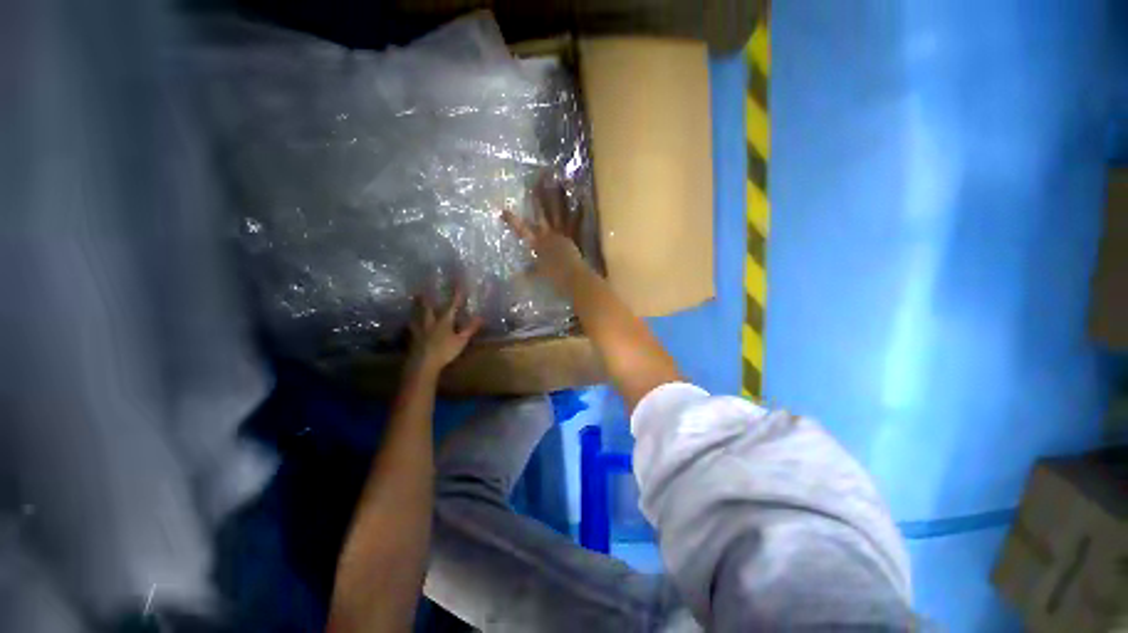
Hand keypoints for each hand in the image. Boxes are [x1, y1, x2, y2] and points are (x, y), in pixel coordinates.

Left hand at [407, 286, 482, 376]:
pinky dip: (412, 321)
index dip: (456, 293)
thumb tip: (481, 317)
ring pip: (417, 314)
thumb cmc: (444, 351)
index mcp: (444, 321)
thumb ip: (470, 328)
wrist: (422, 364)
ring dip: (417, 306)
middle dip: (428, 297)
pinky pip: (412, 326)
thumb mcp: (461, 340)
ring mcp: (419, 329)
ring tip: (415, 299)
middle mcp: (430, 321)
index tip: (458, 281)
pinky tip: (411, 322)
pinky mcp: (413, 338)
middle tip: (425, 287)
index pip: (452, 304)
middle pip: (428, 306)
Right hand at [502, 174, 586, 291]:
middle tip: (538, 178)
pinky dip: (580, 210)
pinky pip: (577, 221)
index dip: (513, 221)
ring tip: (559, 180)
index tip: (503, 210)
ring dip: (559, 196)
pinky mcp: (575, 235)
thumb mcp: (539, 275)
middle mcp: (549, 234)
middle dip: (539, 196)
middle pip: (542, 212)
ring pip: (559, 211)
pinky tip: (582, 197)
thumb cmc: (554, 277)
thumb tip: (520, 274)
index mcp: (538, 244)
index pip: (522, 230)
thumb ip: (530, 272)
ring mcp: (563, 233)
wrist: (572, 276)